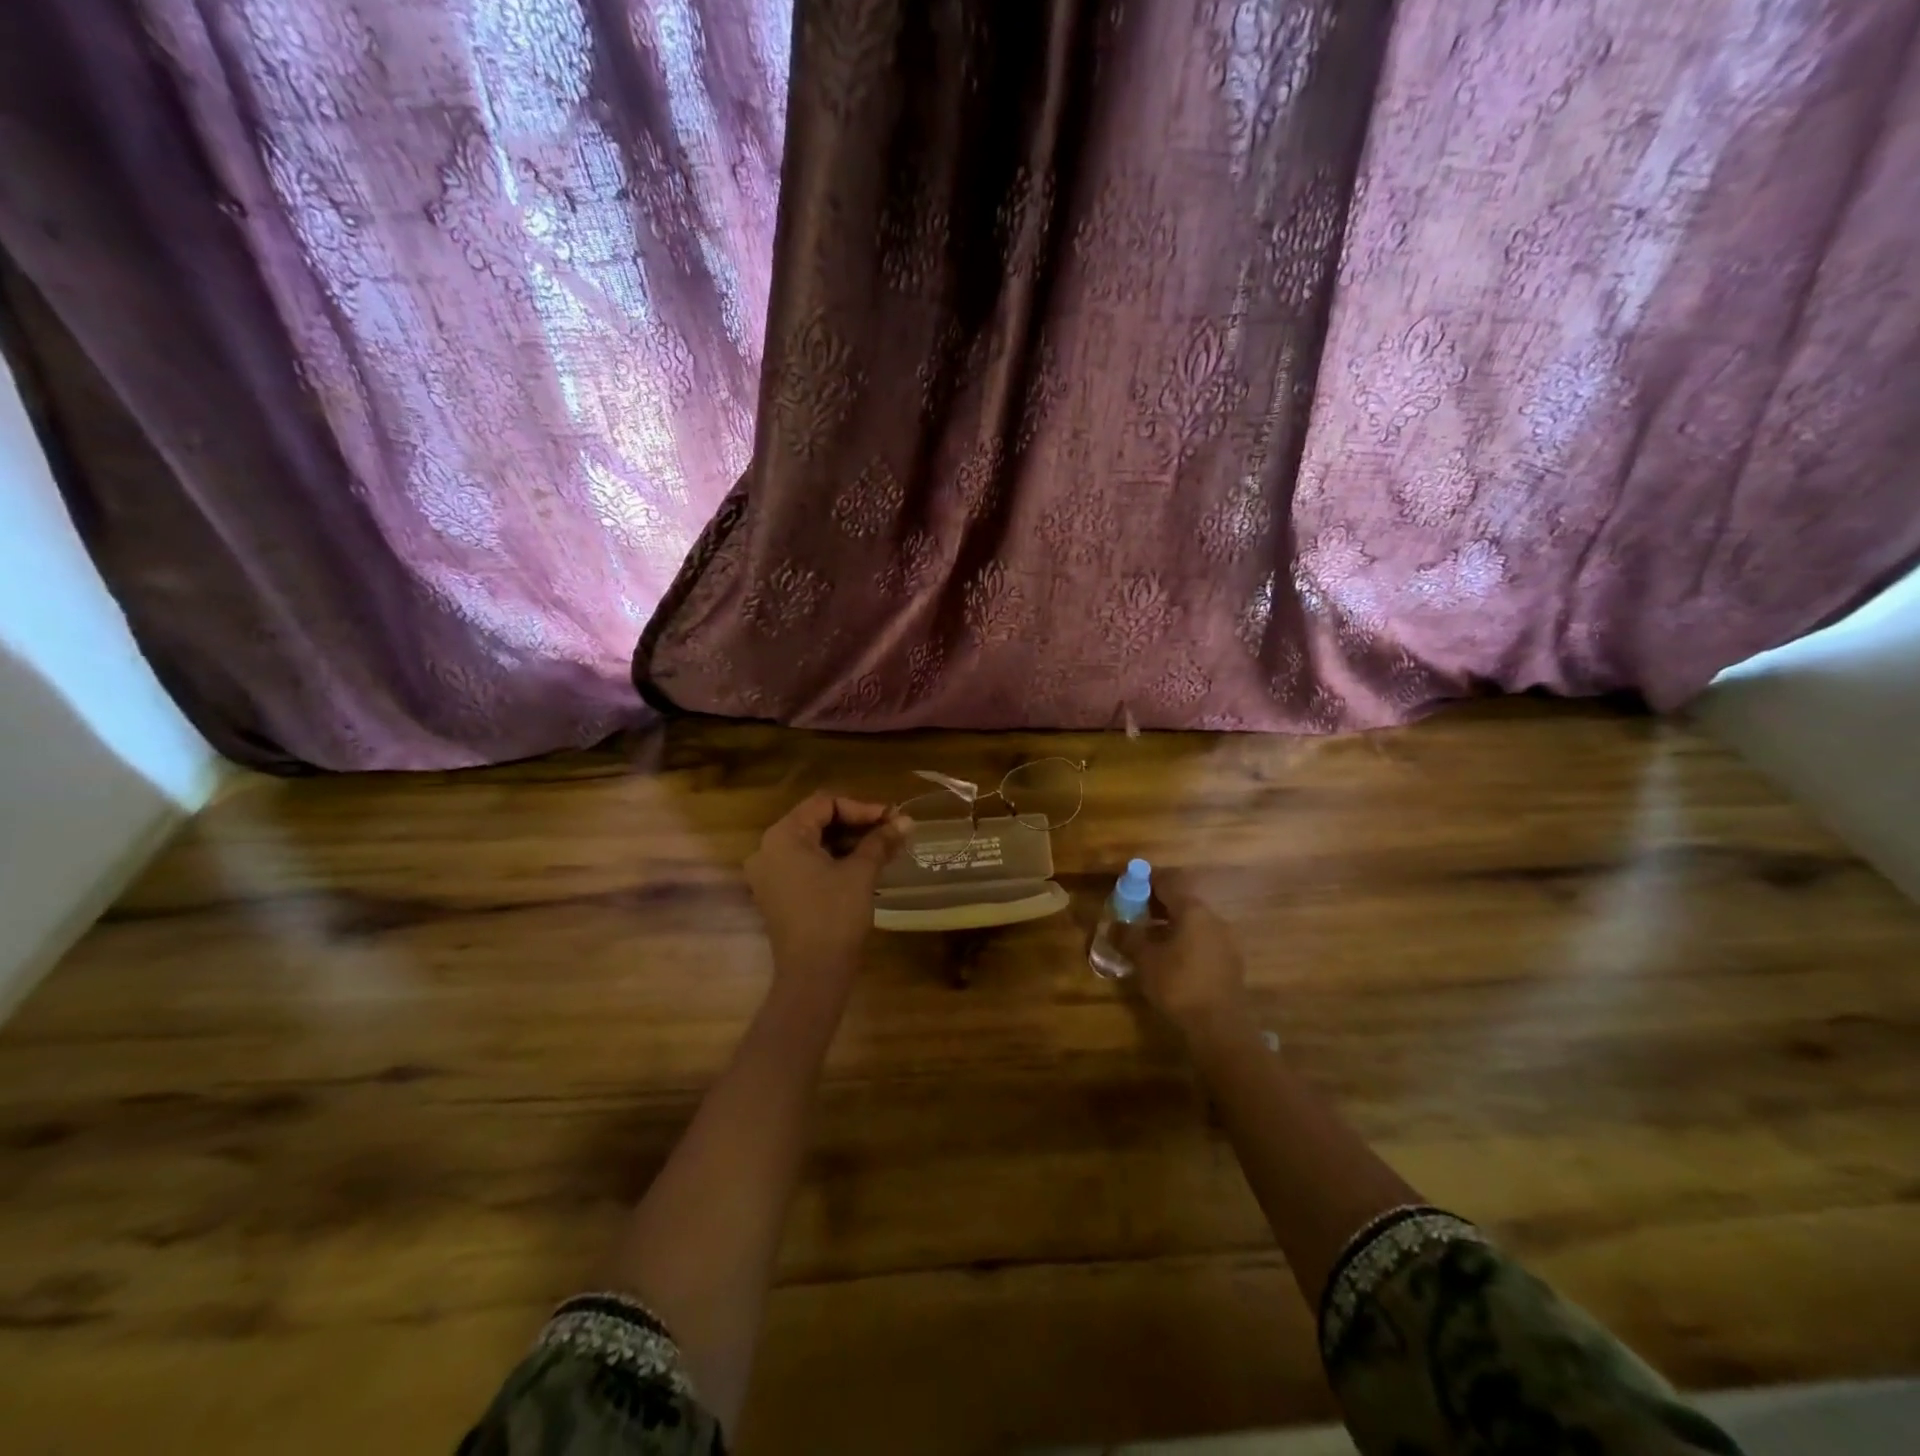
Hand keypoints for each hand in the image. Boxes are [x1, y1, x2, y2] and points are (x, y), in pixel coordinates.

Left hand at [745, 792, 905, 982]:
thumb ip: (881, 841)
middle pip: (816, 821)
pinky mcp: (776, 893)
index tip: (892, 818)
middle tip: (892, 830)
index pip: (824, 804)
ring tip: (884, 847)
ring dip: (848, 842)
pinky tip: (863, 864)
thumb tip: (907, 820)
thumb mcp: (861, 873)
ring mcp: (769, 873)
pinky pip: (806, 863)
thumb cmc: (835, 916)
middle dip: (857, 824)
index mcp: (783, 836)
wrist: (813, 974)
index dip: (862, 807)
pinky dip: (833, 860)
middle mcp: (768, 849)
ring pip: (813, 843)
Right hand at [1121, 872, 1249, 1033]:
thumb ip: (1128, 937)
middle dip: (1156, 904)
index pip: (1167, 882)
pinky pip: (1202, 940)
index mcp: (1193, 910)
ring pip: (1193, 922)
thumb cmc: (1179, 985)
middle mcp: (1213, 918)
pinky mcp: (1230, 961)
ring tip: (1149, 937)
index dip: (1145, 881)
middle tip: (1134, 913)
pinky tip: (1170, 958)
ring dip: (1170, 924)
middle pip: (1181, 901)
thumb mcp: (1145, 959)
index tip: (1128, 886)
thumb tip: (1113, 925)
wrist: (1220, 1026)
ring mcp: (1226, 940)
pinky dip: (1184, 940)